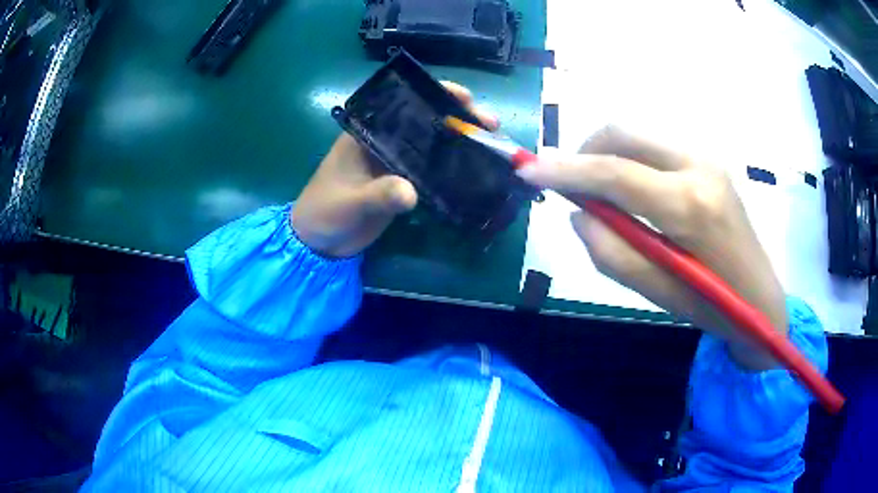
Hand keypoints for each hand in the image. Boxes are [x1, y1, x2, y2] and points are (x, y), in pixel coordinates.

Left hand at [291, 82, 498, 257]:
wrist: (319, 243)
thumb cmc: (324, 212)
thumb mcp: (349, 202)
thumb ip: (378, 195)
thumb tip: (411, 193)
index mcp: (368, 132)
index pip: (404, 103)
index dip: (435, 95)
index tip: (464, 97)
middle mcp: (385, 141)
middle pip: (426, 121)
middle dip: (458, 118)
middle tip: (490, 125)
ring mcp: (396, 162)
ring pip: (433, 145)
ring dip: (461, 143)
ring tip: (493, 145)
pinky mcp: (403, 184)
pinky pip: (432, 172)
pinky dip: (453, 170)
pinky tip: (477, 171)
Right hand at [517, 126, 785, 369]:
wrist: (762, 297)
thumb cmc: (713, 305)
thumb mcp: (657, 293)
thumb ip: (611, 253)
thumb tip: (579, 213)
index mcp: (690, 206)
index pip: (615, 173)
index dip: (566, 170)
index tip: (528, 171)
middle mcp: (699, 165)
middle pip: (623, 135)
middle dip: (584, 152)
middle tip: (568, 184)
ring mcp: (707, 157)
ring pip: (638, 135)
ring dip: (607, 155)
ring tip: (598, 192)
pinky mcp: (709, 159)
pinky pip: (655, 146)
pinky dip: (630, 158)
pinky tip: (630, 189)